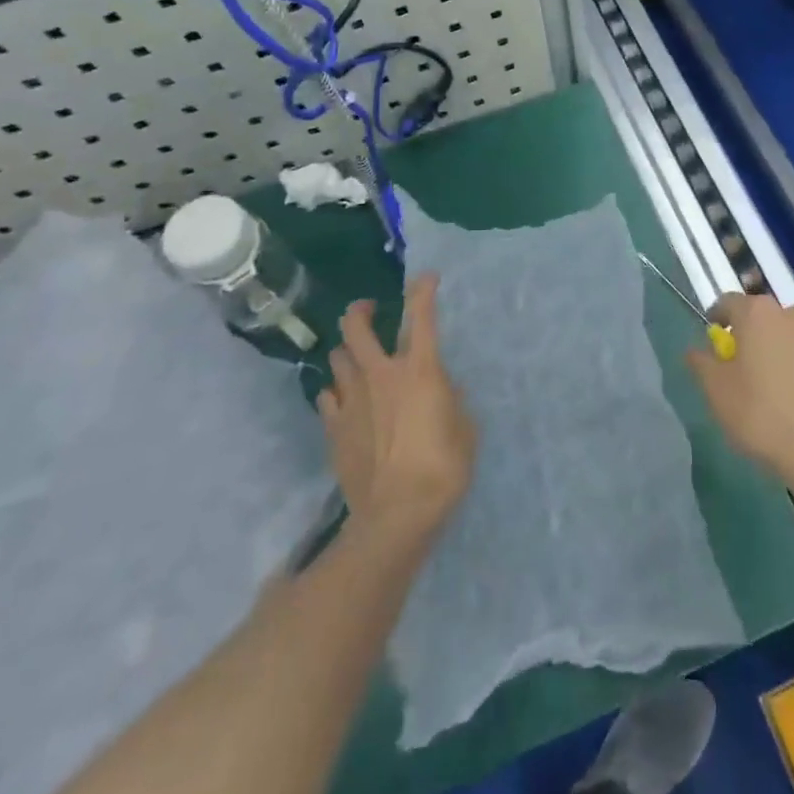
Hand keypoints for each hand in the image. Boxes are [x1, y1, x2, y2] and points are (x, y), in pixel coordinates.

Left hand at [319, 274, 476, 542]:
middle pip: (355, 327)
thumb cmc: (442, 467)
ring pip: (337, 358)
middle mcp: (381, 374)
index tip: (427, 278)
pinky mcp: (333, 428)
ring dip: (348, 353)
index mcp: (420, 369)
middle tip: (369, 310)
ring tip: (358, 360)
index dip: (423, 290)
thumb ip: (453, 402)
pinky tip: (345, 400)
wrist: (396, 515)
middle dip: (360, 310)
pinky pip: (327, 396)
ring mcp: (352, 400)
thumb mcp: (465, 430)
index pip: (421, 315)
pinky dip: (336, 391)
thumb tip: (446, 391)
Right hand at [686, 293, 793, 491]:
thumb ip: (701, 363)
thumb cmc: (760, 414)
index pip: (728, 302)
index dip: (716, 319)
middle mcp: (793, 316)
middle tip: (740, 365)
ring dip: (780, 351)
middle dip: (751, 335)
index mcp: (759, 314)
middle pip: (764, 317)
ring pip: (792, 337)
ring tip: (771, 385)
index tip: (712, 342)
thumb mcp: (716, 390)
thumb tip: (696, 350)